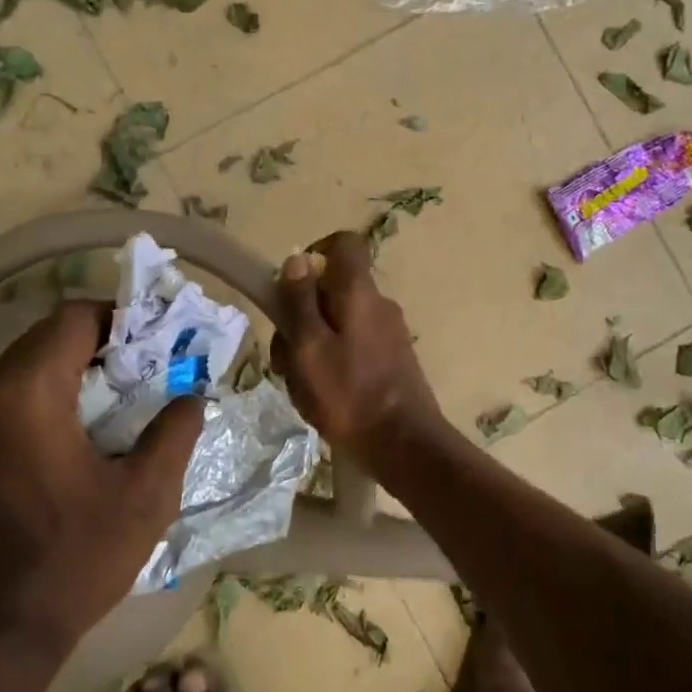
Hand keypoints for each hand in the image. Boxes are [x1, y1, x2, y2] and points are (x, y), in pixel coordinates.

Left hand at [0, 301, 203, 662]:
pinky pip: (7, 400)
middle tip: (146, 374)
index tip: (157, 345)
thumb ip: (174, 432)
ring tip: (119, 405)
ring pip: (25, 368)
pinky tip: (78, 438)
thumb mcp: (145, 495)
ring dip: (73, 373)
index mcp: (25, 392)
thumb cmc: (74, 559)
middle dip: (100, 347)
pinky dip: (46, 399)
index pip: (73, 318)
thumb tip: (191, 397)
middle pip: (47, 339)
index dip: (120, 319)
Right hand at [270, 231, 443, 465]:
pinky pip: (351, 349)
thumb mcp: (309, 347)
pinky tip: (321, 400)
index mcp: (359, 293)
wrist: (404, 446)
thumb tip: (298, 258)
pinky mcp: (390, 362)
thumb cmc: (349, 395)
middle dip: (300, 318)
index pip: (344, 244)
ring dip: (310, 349)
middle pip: (331, 291)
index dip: (314, 254)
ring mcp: (387, 335)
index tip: (290, 286)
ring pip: (336, 325)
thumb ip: (300, 301)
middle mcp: (378, 306)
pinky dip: (330, 366)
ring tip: (301, 388)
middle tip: (287, 359)